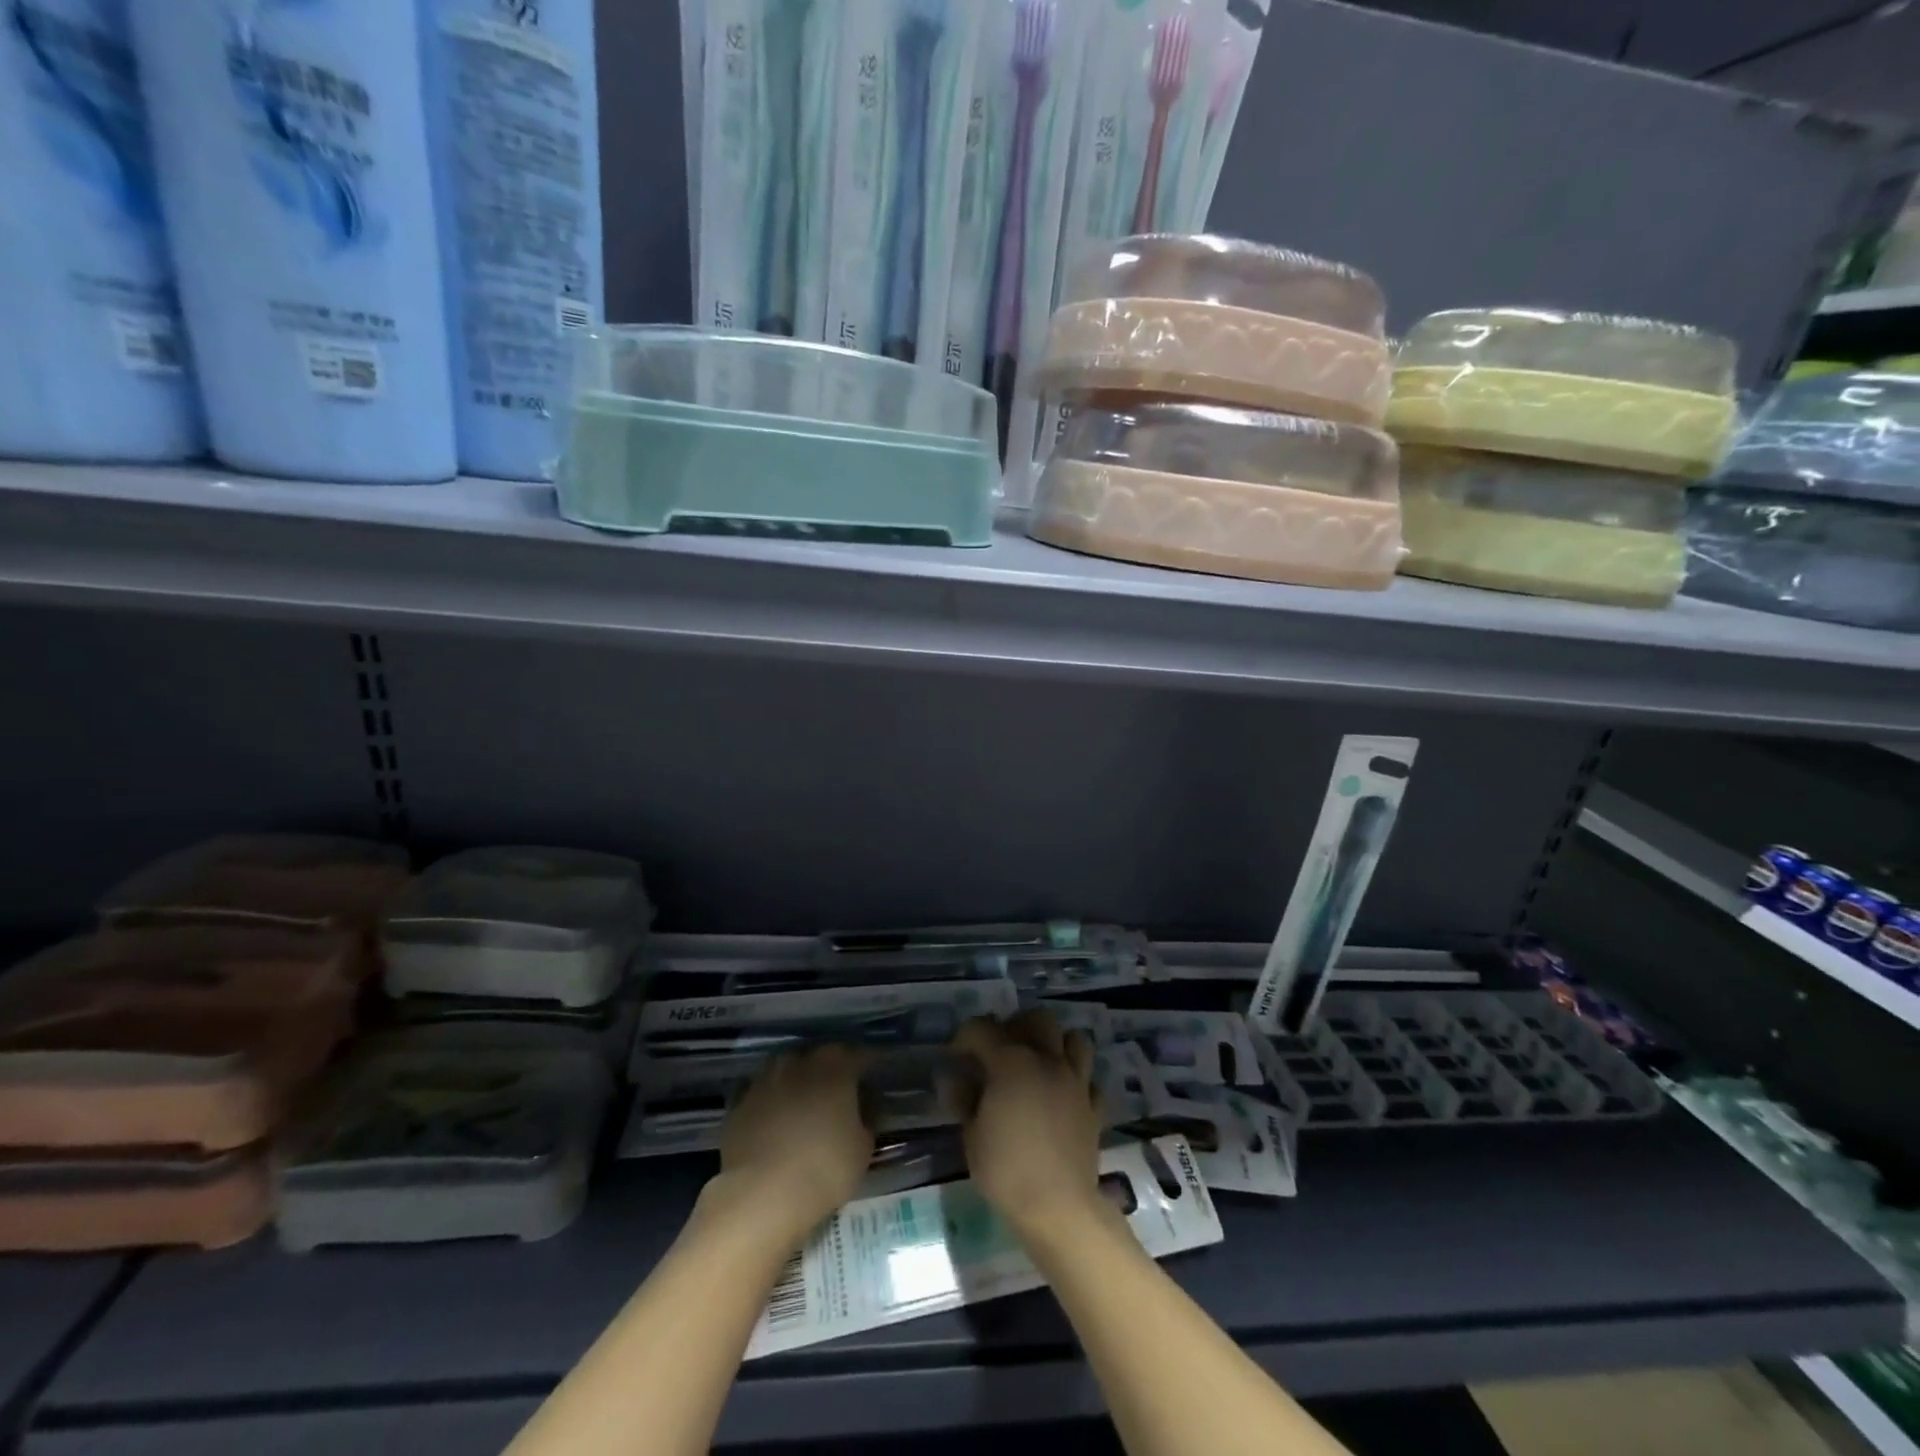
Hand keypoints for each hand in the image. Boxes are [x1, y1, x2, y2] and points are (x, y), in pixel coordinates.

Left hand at [707, 1045, 874, 1247]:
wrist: (760, 1196)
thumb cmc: (823, 1169)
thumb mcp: (862, 1148)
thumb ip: (867, 1119)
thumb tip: (867, 1106)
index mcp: (835, 1066)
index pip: (860, 1054)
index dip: (871, 1063)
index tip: (877, 1072)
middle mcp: (799, 1062)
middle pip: (820, 1056)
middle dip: (833, 1067)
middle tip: (841, 1088)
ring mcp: (765, 1080)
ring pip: (787, 1068)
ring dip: (798, 1079)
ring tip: (806, 1100)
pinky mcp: (739, 1103)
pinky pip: (762, 1093)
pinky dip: (772, 1100)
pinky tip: (775, 1119)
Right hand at [951, 1011, 1103, 1240]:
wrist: (1058, 1207)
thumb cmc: (1006, 1169)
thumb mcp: (971, 1135)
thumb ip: (964, 1099)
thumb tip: (956, 1079)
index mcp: (1012, 1062)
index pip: (983, 1029)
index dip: (965, 1036)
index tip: (956, 1055)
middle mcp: (1047, 1061)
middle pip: (1037, 1020)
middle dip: (1017, 1026)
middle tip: (1002, 1050)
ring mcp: (1076, 1081)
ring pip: (1074, 1039)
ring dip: (1055, 1044)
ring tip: (1038, 1064)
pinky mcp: (1094, 1106)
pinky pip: (1088, 1079)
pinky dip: (1076, 1080)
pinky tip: (1063, 1096)